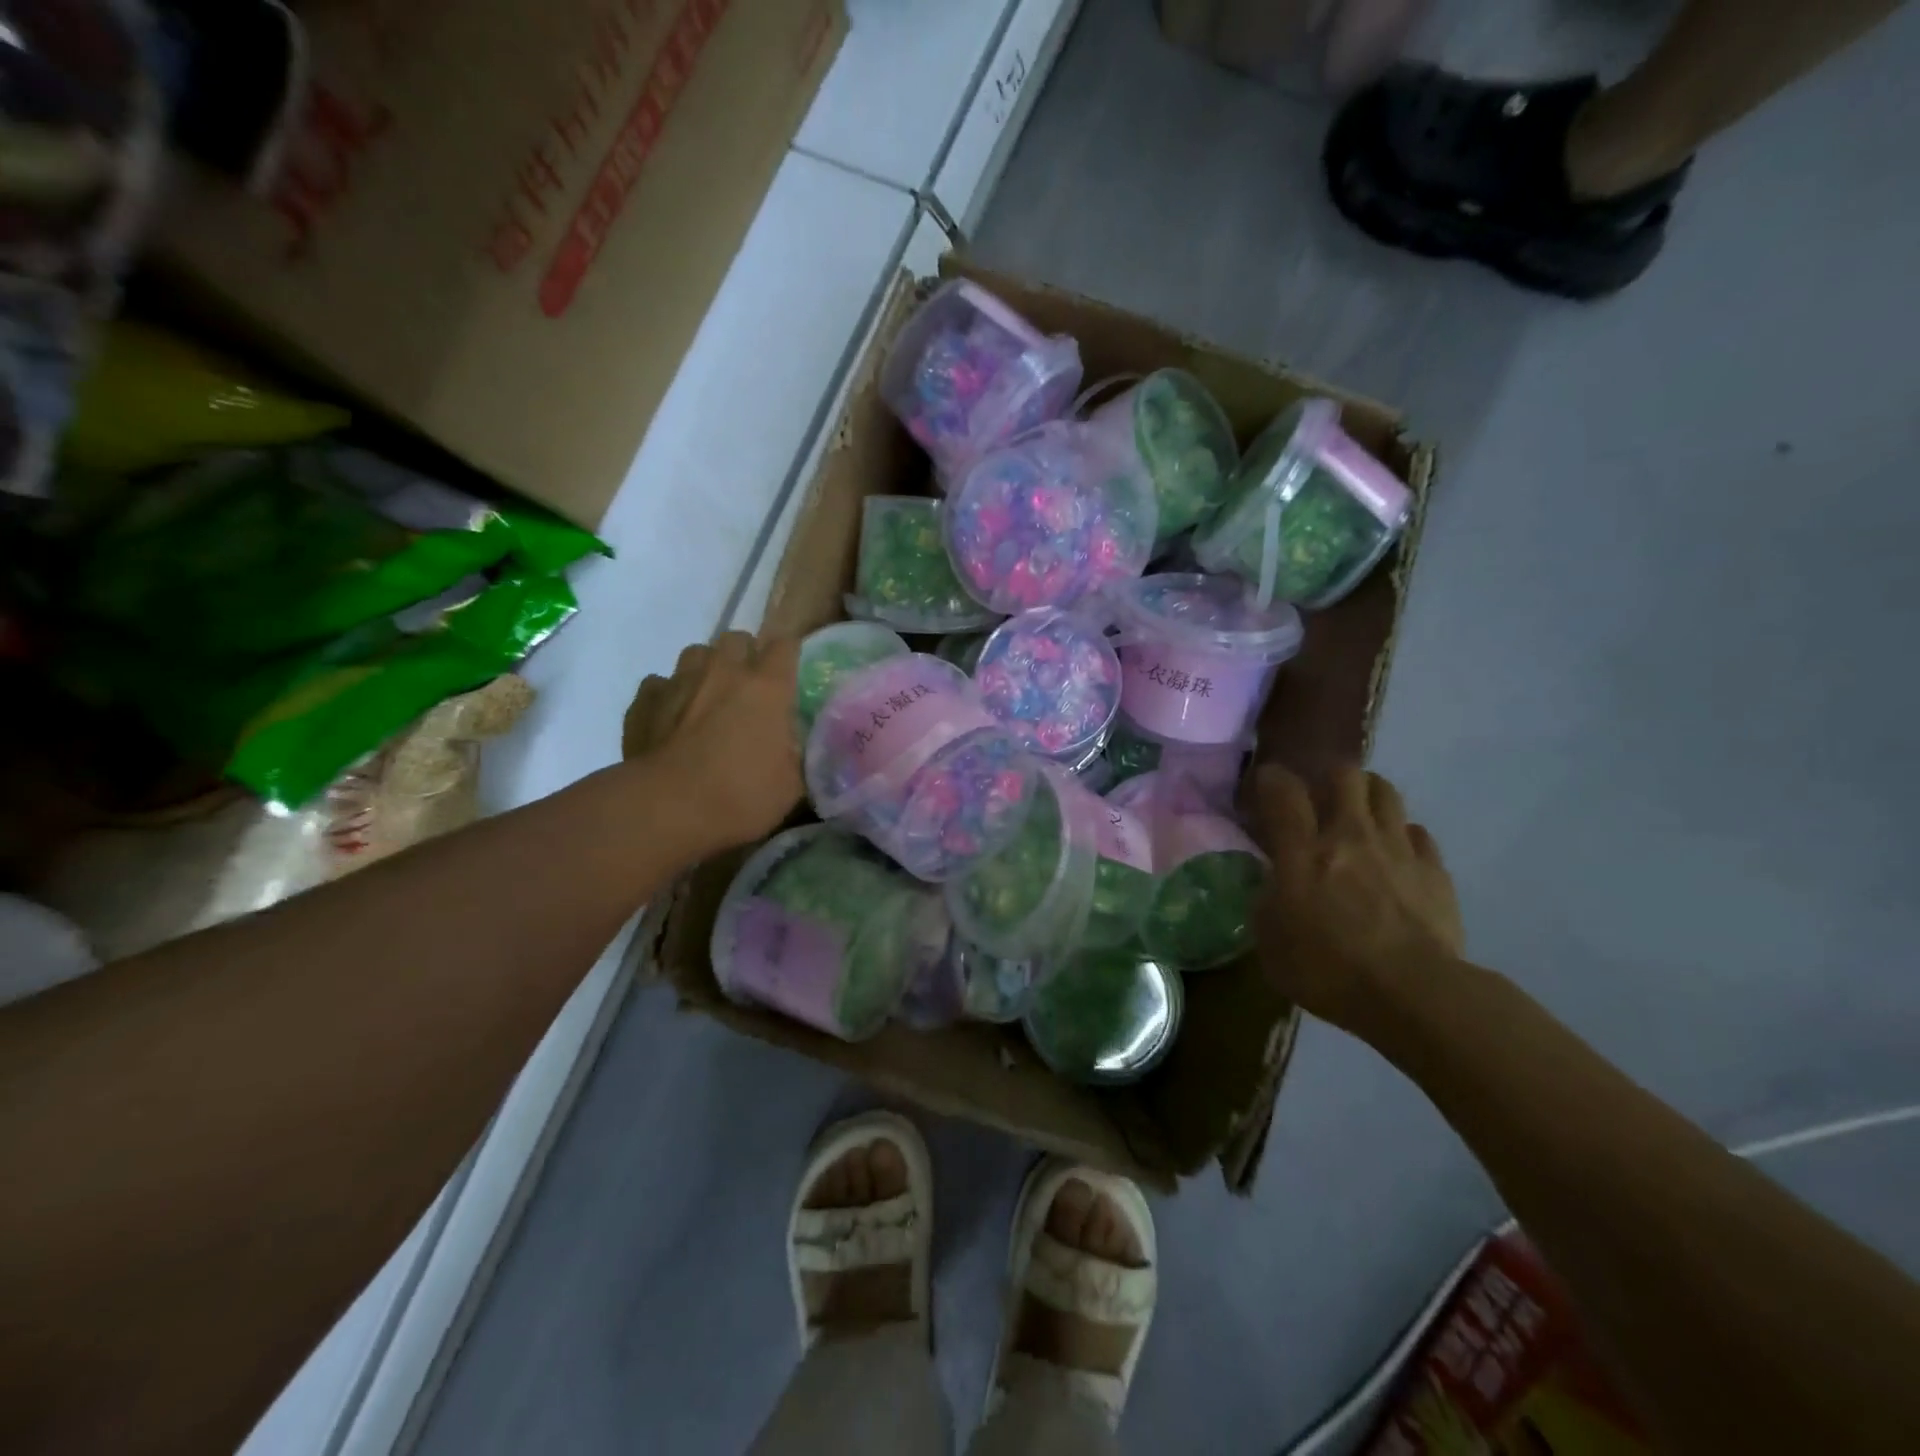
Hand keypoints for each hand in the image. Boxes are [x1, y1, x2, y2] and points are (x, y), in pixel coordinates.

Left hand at [623, 632, 803, 851]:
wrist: (666, 808)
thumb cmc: (739, 796)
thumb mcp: (791, 785)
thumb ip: (797, 754)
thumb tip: (793, 743)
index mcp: (767, 687)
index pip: (785, 644)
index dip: (789, 655)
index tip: (790, 674)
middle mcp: (724, 672)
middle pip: (737, 639)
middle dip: (745, 656)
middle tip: (749, 688)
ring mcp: (680, 681)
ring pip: (697, 653)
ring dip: (706, 669)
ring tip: (708, 698)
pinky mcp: (644, 700)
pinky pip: (660, 684)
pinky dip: (668, 696)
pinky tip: (671, 719)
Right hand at [1252, 765, 1464, 1035]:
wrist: (1413, 994)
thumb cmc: (1328, 970)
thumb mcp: (1271, 942)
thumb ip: (1267, 902)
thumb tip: (1273, 886)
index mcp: (1303, 852)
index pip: (1284, 791)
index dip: (1272, 779)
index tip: (1267, 784)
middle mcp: (1350, 836)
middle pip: (1345, 775)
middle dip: (1329, 778)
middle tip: (1321, 799)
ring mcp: (1397, 849)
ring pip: (1386, 792)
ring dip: (1368, 796)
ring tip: (1360, 816)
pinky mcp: (1434, 870)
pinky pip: (1417, 833)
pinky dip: (1403, 836)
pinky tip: (1396, 856)